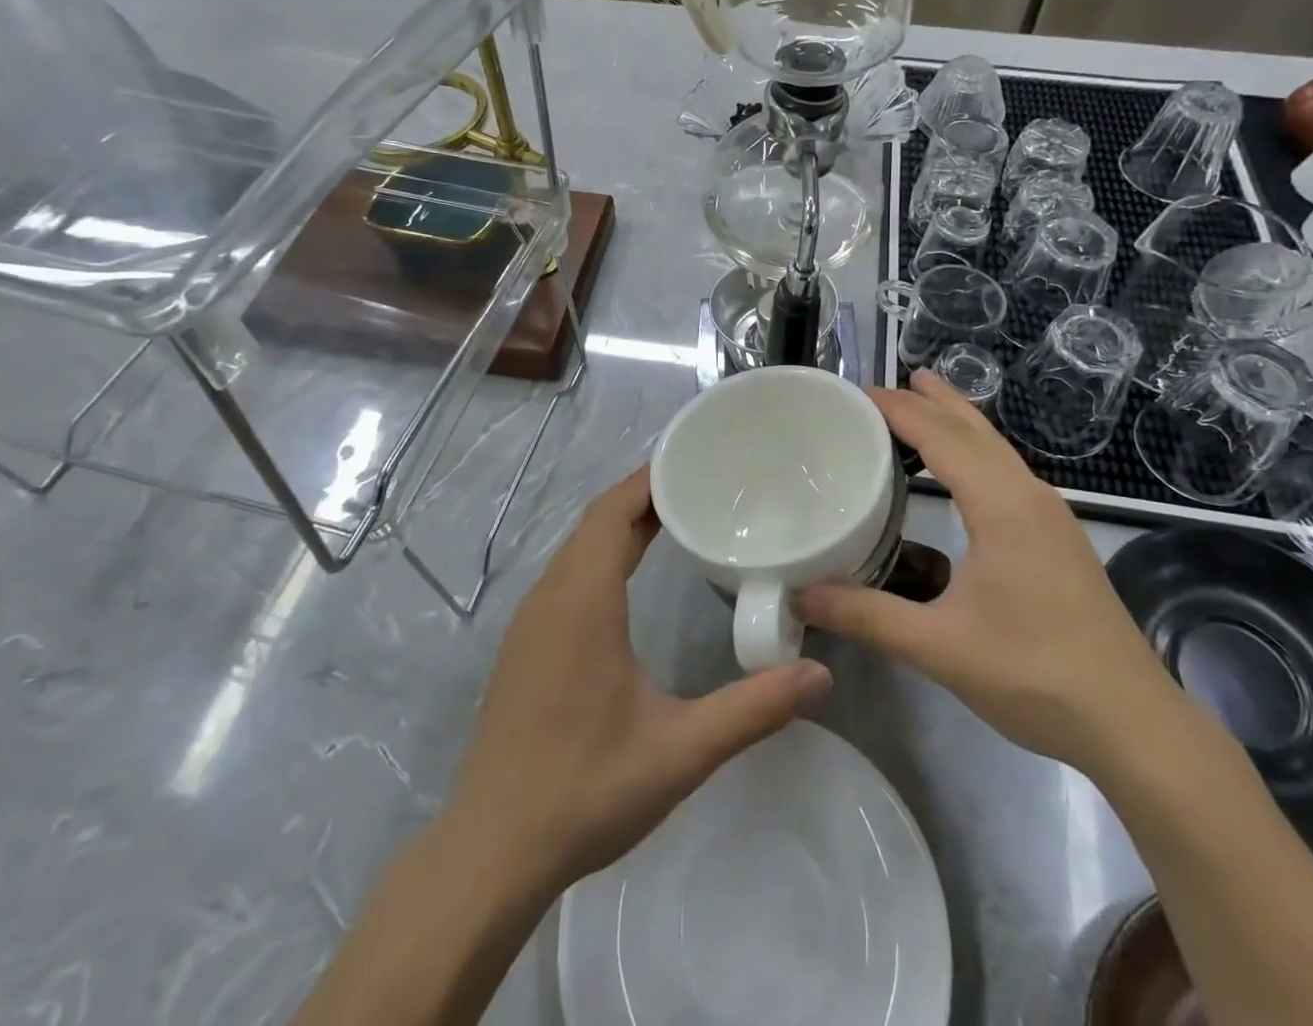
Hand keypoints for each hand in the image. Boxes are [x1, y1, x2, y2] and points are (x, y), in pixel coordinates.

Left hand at [442, 468, 832, 894]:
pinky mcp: (524, 645)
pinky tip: (629, 578)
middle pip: (596, 521)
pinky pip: (566, 574)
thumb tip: (821, 674)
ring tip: (675, 519)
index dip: (649, 479)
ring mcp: (531, 621)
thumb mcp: (679, 751)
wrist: (491, 851)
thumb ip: (752, 710)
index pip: (612, 512)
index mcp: (583, 601)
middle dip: (644, 496)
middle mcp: (551, 597)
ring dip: (620, 524)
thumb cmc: (585, 791)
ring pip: (578, 547)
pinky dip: (600, 554)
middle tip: (701, 486)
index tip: (693, 460)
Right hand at [796, 371, 1172, 771]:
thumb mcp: (939, 646)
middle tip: (889, 383)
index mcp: (1002, 506)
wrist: (1134, 723)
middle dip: (932, 400)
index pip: (942, 437)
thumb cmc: (1035, 674)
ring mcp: (1051, 517)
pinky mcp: (1059, 539)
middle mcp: (1030, 497)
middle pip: (975, 430)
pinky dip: (976, 451)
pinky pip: (1008, 472)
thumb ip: (865, 616)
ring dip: (958, 422)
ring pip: (998, 449)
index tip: (859, 392)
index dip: (900, 410)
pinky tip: (965, 473)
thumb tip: (799, 596)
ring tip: (924, 404)